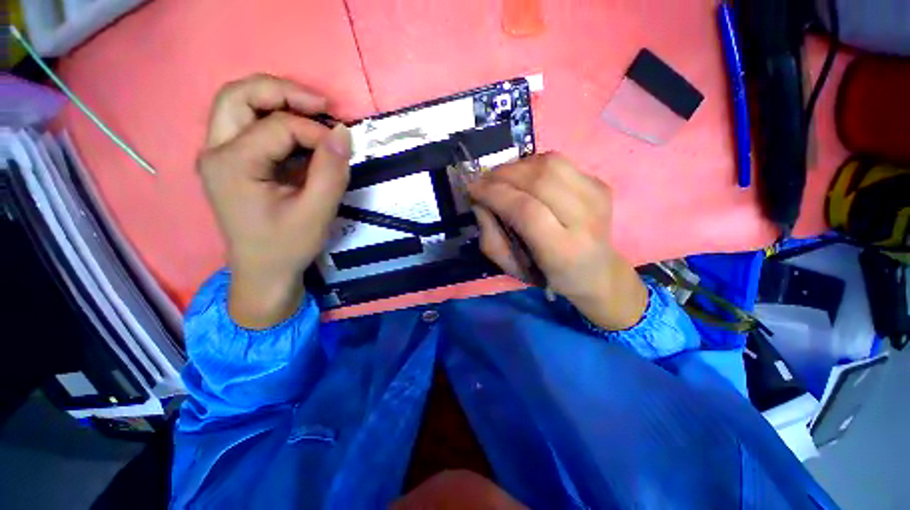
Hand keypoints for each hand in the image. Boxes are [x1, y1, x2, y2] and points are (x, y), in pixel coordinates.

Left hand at [198, 74, 351, 328]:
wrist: (259, 276)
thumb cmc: (283, 250)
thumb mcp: (315, 216)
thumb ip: (331, 170)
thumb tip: (342, 130)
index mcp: (232, 167)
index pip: (278, 126)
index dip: (313, 131)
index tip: (335, 149)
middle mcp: (215, 154)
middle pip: (238, 93)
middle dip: (280, 90)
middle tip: (314, 105)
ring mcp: (214, 154)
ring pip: (235, 98)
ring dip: (271, 95)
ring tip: (305, 110)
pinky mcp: (222, 156)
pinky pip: (241, 116)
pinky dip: (266, 110)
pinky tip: (290, 125)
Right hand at [469, 153, 646, 330]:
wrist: (599, 272)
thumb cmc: (552, 275)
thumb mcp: (514, 269)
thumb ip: (491, 237)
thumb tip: (480, 200)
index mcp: (564, 251)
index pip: (527, 211)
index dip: (496, 194)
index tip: (473, 189)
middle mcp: (586, 221)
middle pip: (541, 180)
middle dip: (505, 174)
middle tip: (486, 180)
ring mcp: (597, 198)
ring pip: (552, 163)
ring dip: (521, 165)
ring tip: (507, 176)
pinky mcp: (601, 185)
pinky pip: (562, 162)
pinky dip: (538, 164)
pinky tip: (531, 178)